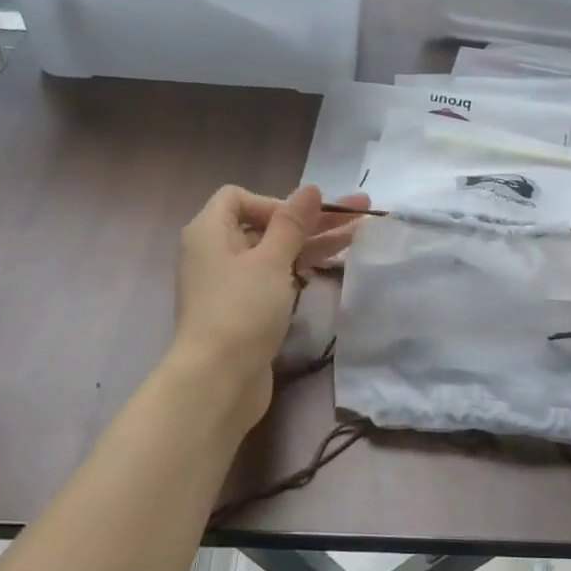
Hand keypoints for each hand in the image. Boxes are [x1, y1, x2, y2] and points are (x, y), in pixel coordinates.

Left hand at [169, 184, 366, 431]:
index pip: (239, 198)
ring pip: (275, 254)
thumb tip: (310, 189)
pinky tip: (330, 266)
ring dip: (313, 244)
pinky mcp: (245, 312)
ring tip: (359, 234)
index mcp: (209, 232)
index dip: (275, 202)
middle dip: (312, 220)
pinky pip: (274, 280)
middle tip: (361, 212)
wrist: (219, 380)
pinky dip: (300, 270)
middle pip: (266, 225)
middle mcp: (215, 253)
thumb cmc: (241, 310)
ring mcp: (230, 285)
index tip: (304, 219)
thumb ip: (292, 224)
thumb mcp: (271, 261)